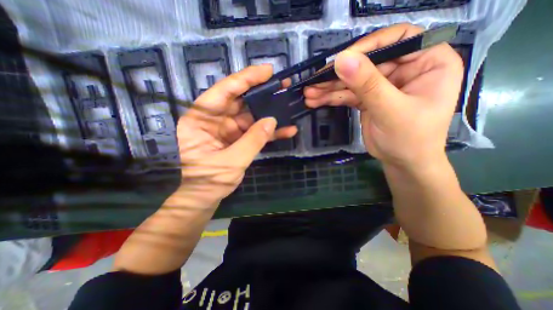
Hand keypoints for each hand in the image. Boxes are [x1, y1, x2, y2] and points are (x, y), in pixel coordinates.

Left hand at [177, 64, 297, 205]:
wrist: (206, 197)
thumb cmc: (210, 180)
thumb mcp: (232, 161)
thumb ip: (252, 140)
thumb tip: (272, 120)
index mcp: (200, 119)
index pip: (223, 91)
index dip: (245, 79)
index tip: (266, 71)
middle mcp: (213, 119)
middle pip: (239, 100)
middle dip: (261, 93)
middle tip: (282, 84)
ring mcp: (227, 129)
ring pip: (250, 115)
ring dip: (269, 112)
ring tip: (287, 104)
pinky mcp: (237, 138)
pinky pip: (254, 131)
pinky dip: (268, 131)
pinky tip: (286, 130)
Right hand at [304, 23, 462, 168]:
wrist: (403, 163)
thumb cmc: (410, 139)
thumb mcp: (390, 110)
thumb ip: (367, 84)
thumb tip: (342, 60)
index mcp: (427, 62)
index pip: (397, 39)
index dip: (368, 46)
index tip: (341, 60)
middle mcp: (404, 69)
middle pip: (366, 63)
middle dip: (338, 75)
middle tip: (314, 82)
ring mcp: (383, 85)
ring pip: (352, 81)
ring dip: (329, 88)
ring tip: (309, 93)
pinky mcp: (368, 99)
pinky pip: (347, 94)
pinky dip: (331, 98)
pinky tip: (316, 100)